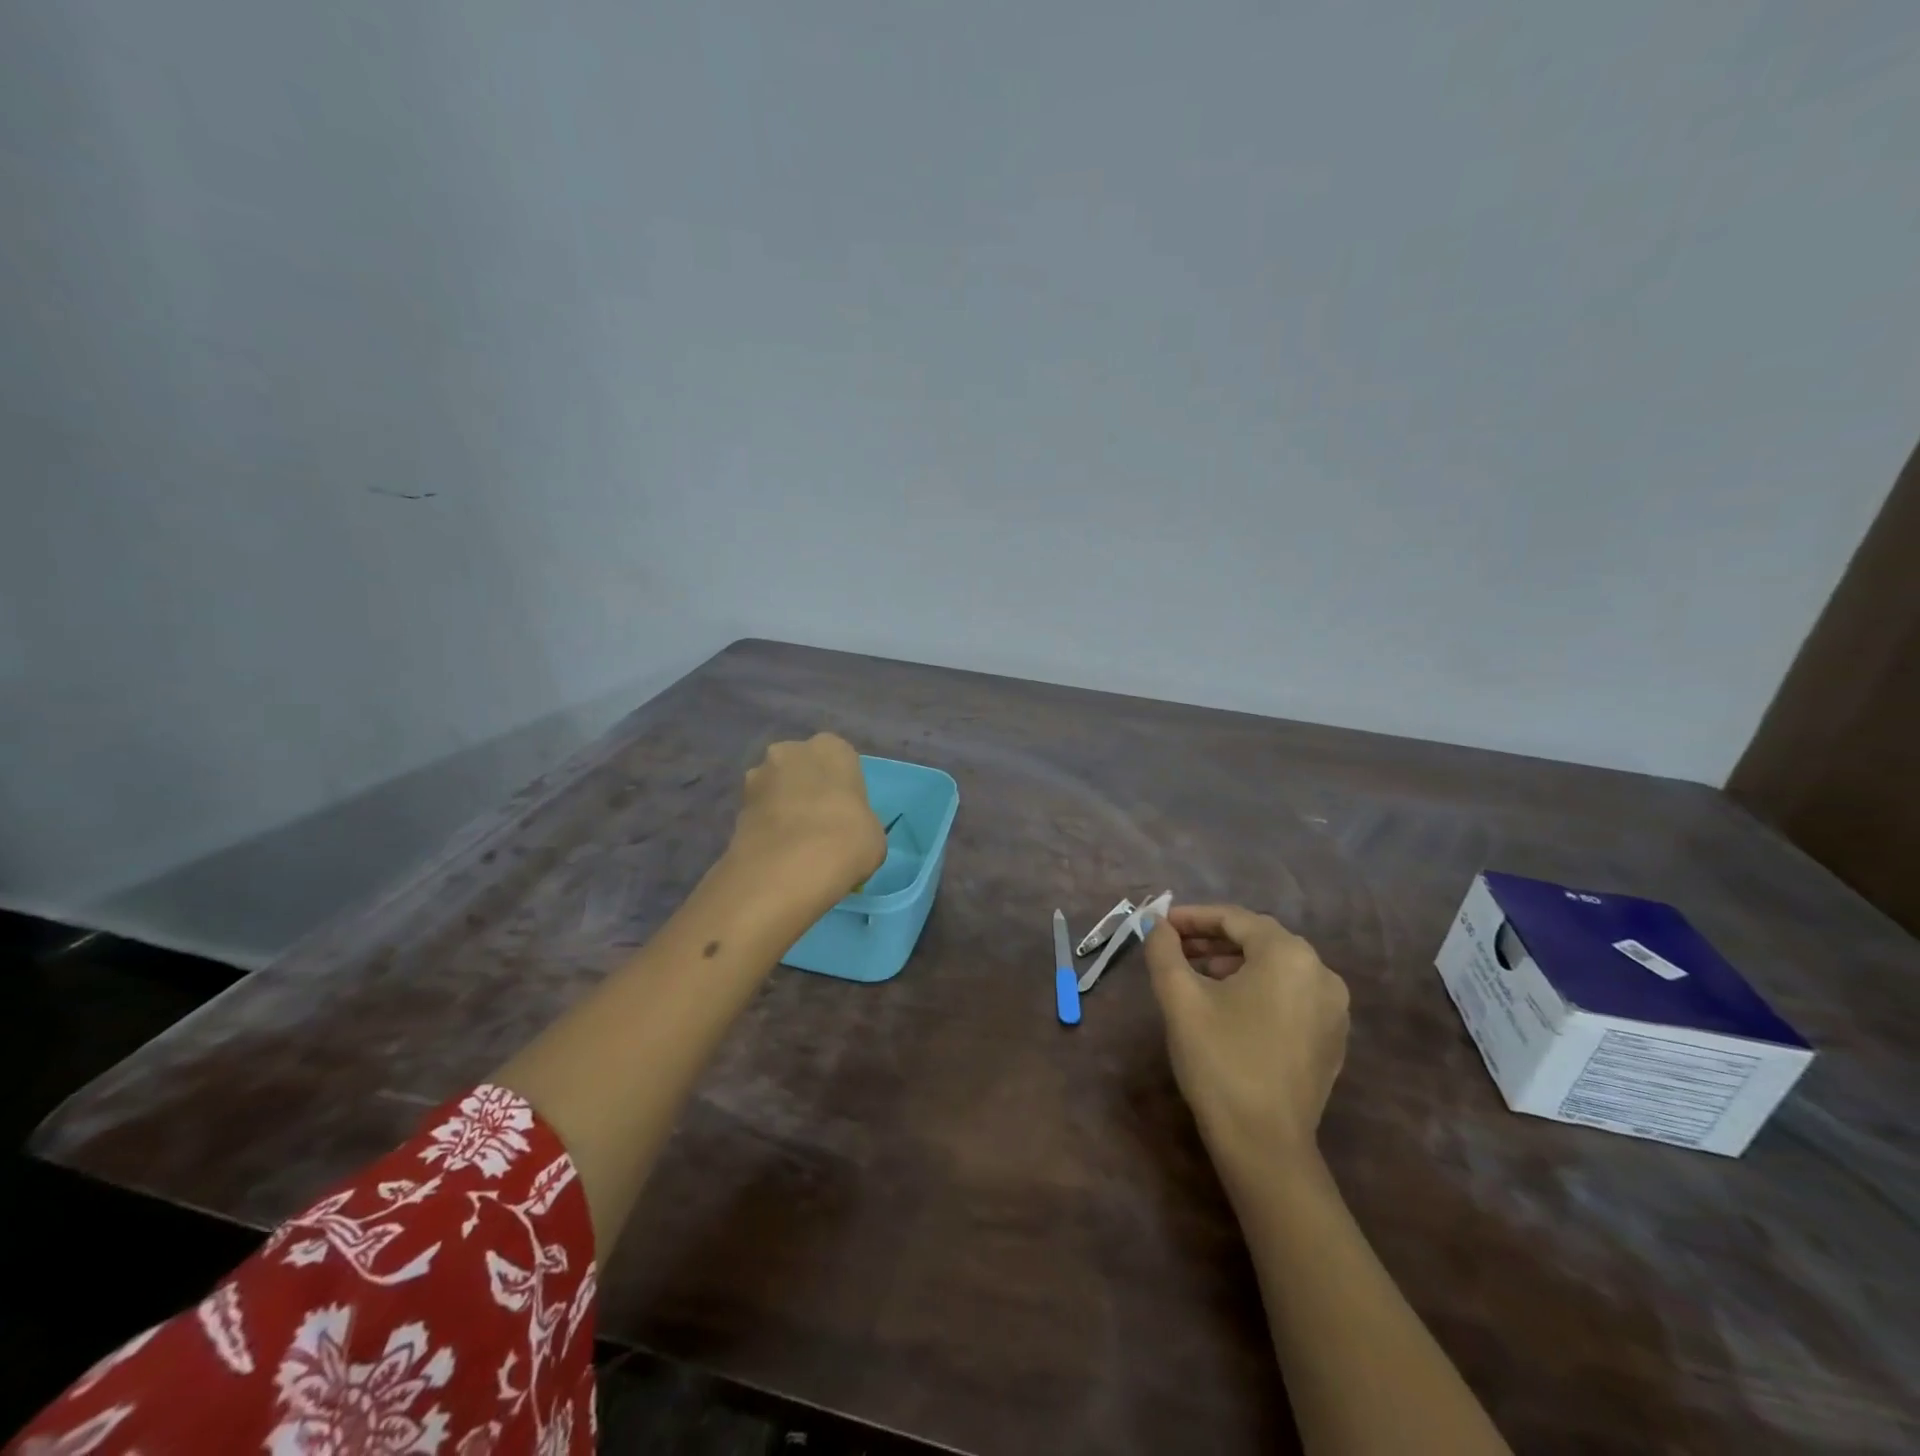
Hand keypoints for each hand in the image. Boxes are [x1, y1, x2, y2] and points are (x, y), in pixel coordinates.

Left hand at [728, 733, 885, 899]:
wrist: (789, 869)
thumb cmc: (846, 839)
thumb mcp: (873, 833)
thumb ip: (859, 821)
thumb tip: (847, 832)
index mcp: (831, 747)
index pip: (840, 759)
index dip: (842, 786)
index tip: (846, 812)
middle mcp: (790, 751)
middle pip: (801, 767)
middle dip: (806, 789)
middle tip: (819, 824)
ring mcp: (757, 776)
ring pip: (776, 789)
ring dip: (782, 807)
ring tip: (795, 844)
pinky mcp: (735, 807)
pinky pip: (759, 814)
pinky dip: (766, 828)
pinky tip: (778, 854)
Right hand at [1144, 904, 1349, 1169]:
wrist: (1265, 1146)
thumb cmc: (1220, 1061)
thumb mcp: (1180, 998)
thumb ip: (1164, 950)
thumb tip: (1155, 924)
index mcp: (1288, 955)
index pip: (1234, 919)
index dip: (1192, 917)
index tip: (1159, 924)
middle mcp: (1321, 973)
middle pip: (1258, 940)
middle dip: (1212, 939)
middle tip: (1173, 948)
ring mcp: (1334, 1009)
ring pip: (1275, 968)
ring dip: (1233, 964)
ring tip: (1195, 976)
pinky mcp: (1332, 1039)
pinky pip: (1291, 996)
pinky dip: (1258, 990)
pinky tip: (1228, 1008)